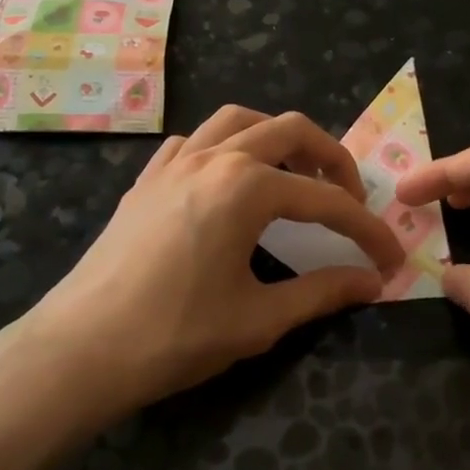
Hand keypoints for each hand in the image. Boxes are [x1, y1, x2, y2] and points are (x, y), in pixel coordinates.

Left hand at [15, 106, 403, 419]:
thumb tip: (371, 283)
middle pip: (289, 130)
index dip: (365, 229)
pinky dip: (227, 148)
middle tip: (350, 199)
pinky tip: (230, 182)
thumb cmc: (175, 335)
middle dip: (331, 158)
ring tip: (296, 175)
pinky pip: (197, 141)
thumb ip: (322, 292)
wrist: (80, 349)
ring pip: (239, 120)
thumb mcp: (258, 318)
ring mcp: (174, 162)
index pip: (325, 200)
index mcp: (246, 187)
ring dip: (278, 138)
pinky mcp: (148, 179)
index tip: (389, 258)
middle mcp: (214, 158)